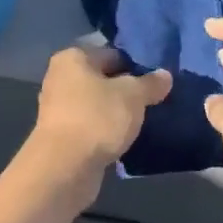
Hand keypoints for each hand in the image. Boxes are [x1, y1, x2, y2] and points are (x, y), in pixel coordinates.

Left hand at [27, 45, 171, 202]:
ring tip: (145, 119)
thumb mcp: (133, 96)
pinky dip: (107, 130)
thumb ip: (150, 83)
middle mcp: (61, 78)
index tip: (157, 78)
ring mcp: (58, 108)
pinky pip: (91, 125)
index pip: (112, 53)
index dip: (136, 64)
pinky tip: (127, 137)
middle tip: (155, 98)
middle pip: (103, 78)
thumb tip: (165, 75)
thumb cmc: (97, 119)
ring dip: (118, 111)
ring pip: (97, 103)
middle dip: (127, 88)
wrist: (64, 169)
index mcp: (73, 58)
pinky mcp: (61, 136)